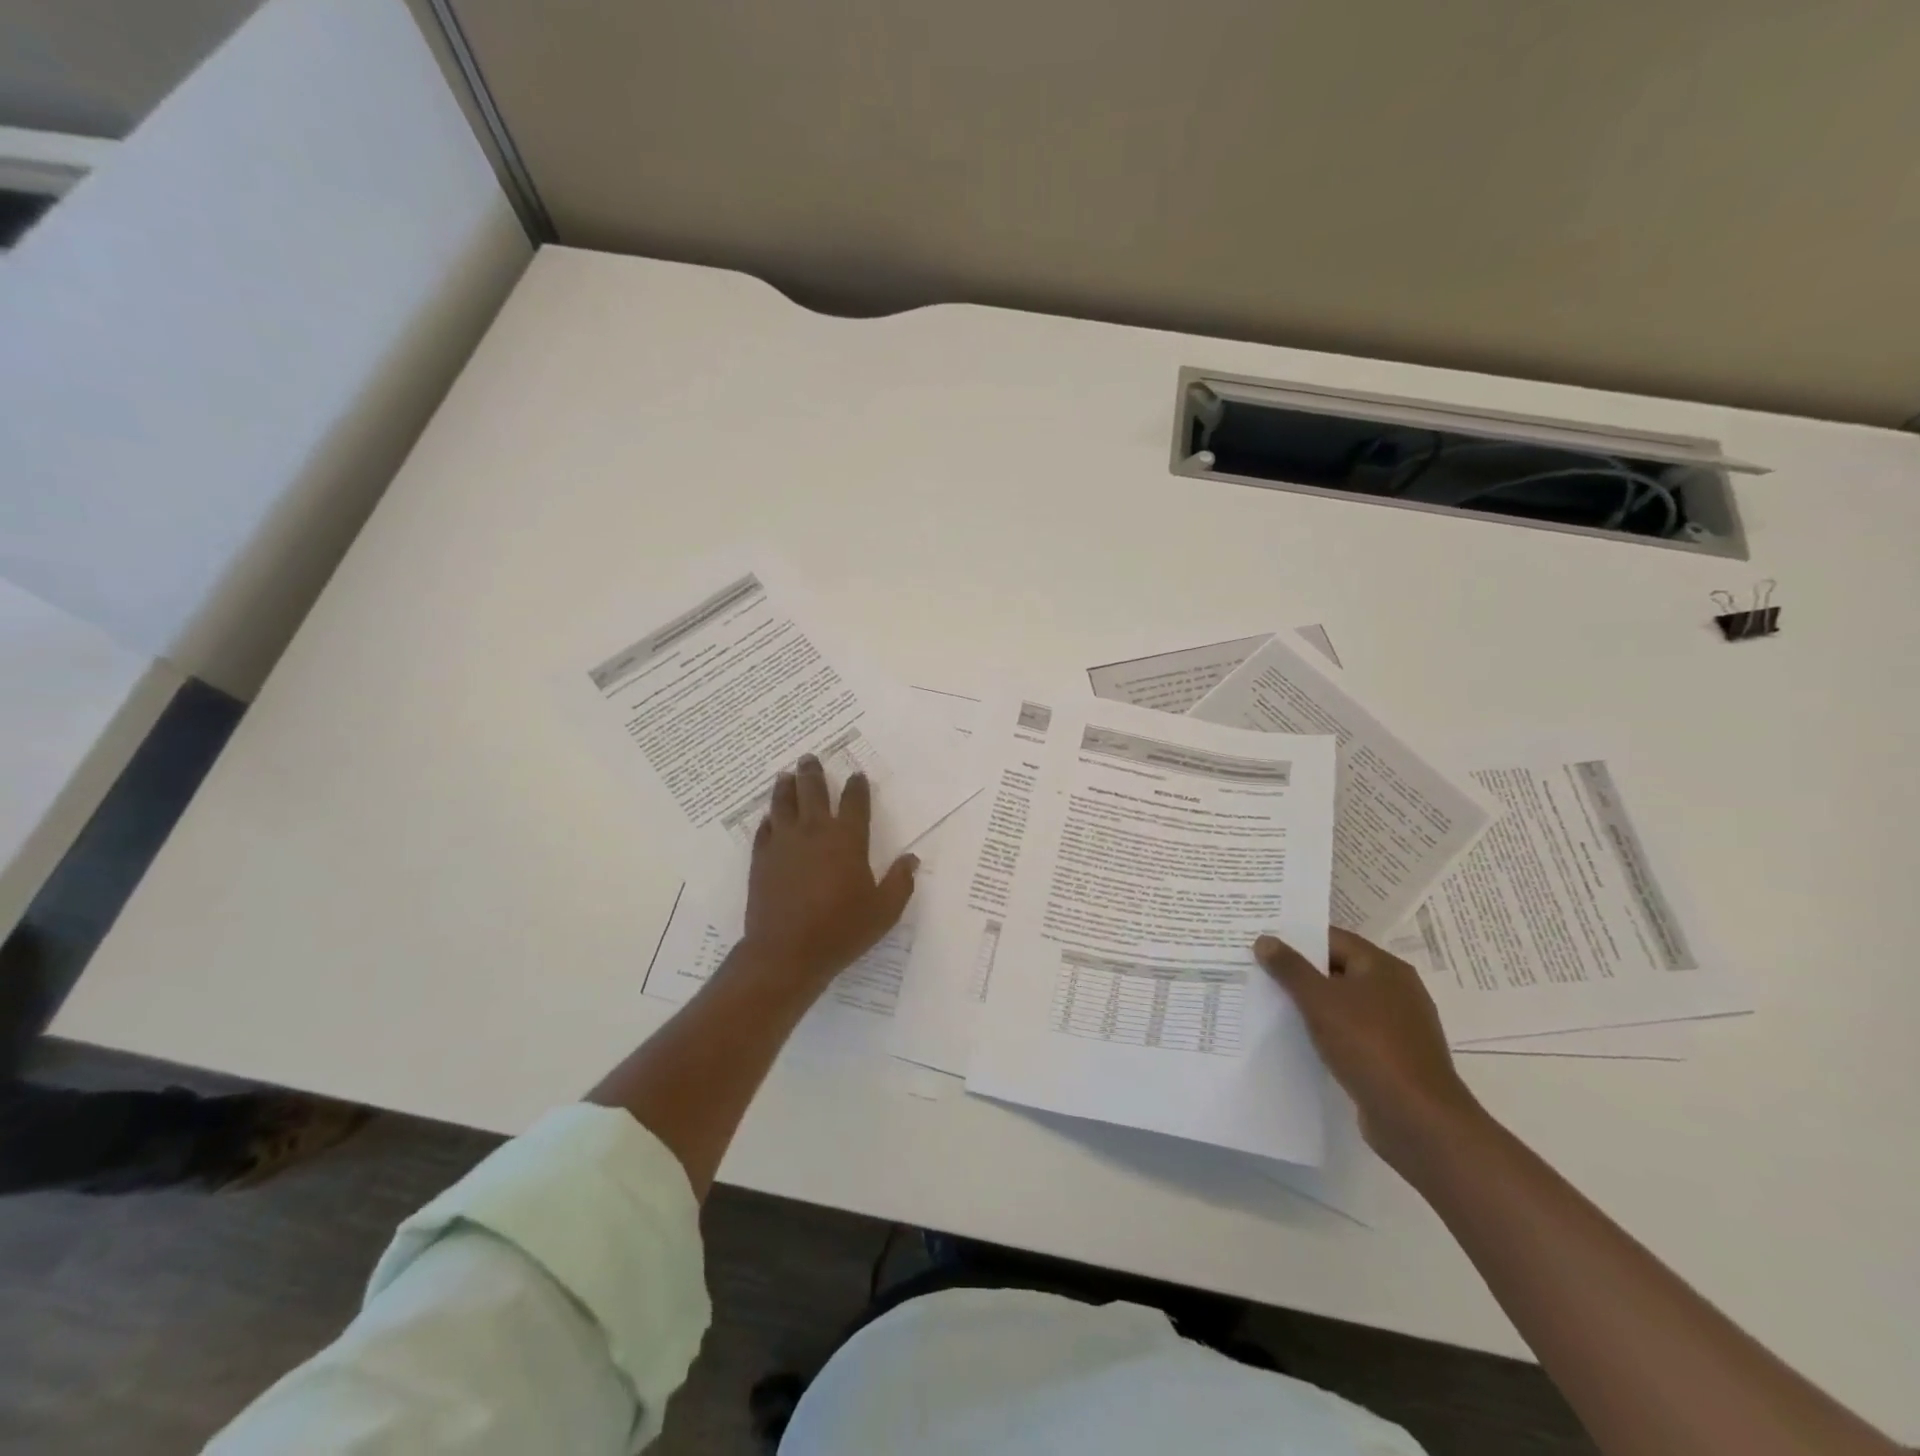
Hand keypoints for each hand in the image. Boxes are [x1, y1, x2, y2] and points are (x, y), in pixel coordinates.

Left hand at [740, 755, 918, 988]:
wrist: (786, 952)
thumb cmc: (841, 930)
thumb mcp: (884, 910)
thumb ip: (900, 882)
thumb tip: (911, 859)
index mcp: (847, 839)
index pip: (854, 802)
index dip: (857, 786)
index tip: (856, 774)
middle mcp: (814, 832)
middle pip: (813, 791)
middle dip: (814, 772)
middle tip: (810, 758)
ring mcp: (784, 843)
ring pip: (783, 804)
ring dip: (786, 786)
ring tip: (786, 775)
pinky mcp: (761, 859)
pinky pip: (764, 830)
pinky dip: (768, 820)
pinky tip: (769, 818)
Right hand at [1255, 927, 1483, 1164]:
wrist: (1419, 1121)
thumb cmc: (1369, 1047)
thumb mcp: (1320, 1001)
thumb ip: (1290, 968)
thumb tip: (1265, 939)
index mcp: (1384, 967)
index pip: (1332, 939)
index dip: (1296, 939)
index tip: (1262, 943)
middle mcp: (1396, 991)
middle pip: (1338, 970)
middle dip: (1300, 972)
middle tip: (1258, 971)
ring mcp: (1398, 1027)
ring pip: (1344, 1004)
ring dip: (1312, 1005)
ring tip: (1271, 1005)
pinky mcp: (1393, 1058)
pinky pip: (1352, 1034)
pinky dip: (1328, 1033)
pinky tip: (1301, 1040)